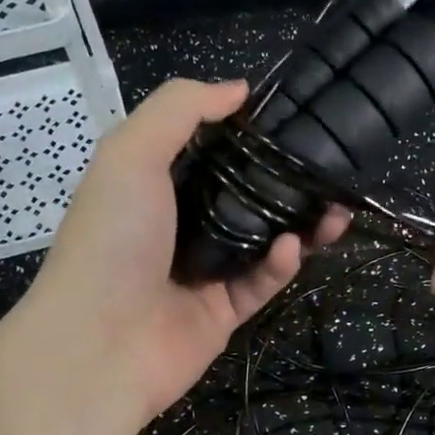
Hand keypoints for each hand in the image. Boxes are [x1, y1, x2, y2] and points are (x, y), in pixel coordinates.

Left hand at [19, 78, 349, 423]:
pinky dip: (280, 265)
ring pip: (261, 241)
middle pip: (242, 196)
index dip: (246, 134)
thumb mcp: (131, 153)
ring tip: (336, 209)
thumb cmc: (112, 239)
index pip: (206, 151)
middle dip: (285, 182)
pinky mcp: (223, 313)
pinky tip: (295, 247)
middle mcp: (178, 226)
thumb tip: (237, 89)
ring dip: (300, 224)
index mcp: (151, 185)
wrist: (99, 344)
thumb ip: (181, 109)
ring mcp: (202, 272)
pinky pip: (260, 283)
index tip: (290, 119)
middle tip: (327, 170)